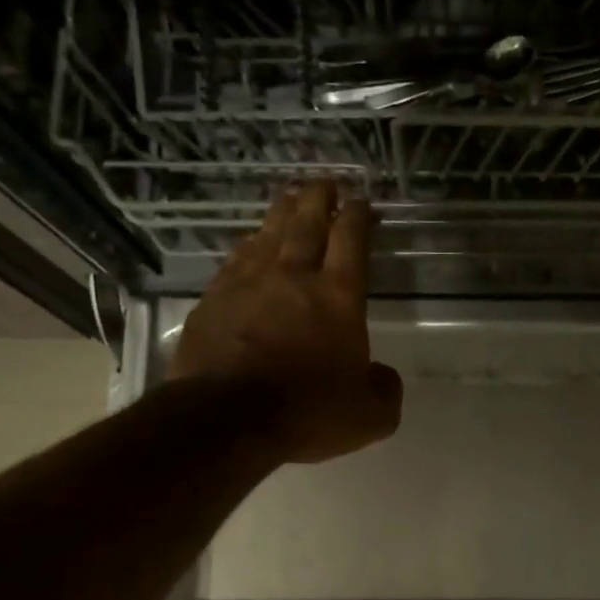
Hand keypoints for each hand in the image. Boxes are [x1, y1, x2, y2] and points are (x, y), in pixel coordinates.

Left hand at [169, 181, 402, 463]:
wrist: (226, 418)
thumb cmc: (307, 413)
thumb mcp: (370, 416)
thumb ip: (385, 390)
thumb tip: (382, 376)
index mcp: (338, 297)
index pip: (351, 240)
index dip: (358, 216)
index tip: (362, 201)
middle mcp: (294, 277)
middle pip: (307, 223)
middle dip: (319, 198)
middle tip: (325, 181)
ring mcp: (248, 284)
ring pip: (268, 233)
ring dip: (282, 211)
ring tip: (289, 196)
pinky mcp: (214, 299)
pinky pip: (236, 259)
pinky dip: (249, 245)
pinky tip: (250, 242)